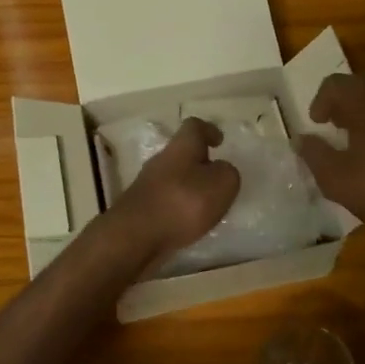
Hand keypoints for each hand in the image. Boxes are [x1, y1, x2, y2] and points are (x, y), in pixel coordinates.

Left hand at [105, 118, 240, 267]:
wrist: (136, 236)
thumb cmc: (183, 202)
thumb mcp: (222, 184)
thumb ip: (228, 173)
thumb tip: (221, 170)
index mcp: (182, 146)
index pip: (194, 126)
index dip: (209, 130)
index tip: (220, 140)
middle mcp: (161, 160)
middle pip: (182, 153)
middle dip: (200, 163)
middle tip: (218, 178)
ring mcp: (148, 185)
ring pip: (174, 178)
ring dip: (190, 188)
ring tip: (208, 206)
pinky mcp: (141, 209)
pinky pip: (166, 201)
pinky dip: (179, 207)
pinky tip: (190, 223)